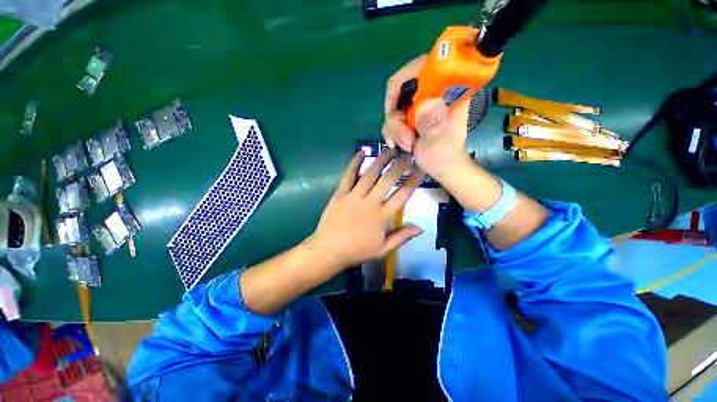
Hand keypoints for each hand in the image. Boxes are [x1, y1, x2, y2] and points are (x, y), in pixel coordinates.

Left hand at [308, 151, 423, 269]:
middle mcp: (370, 202)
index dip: (412, 182)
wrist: (329, 250)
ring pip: (370, 174)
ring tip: (389, 151)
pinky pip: (348, 176)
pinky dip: (354, 163)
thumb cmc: (357, 251)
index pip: (401, 196)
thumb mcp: (382, 250)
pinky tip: (361, 153)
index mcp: (382, 216)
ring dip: (381, 161)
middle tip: (407, 155)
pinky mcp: (340, 194)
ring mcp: (354, 196)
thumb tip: (421, 228)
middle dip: (399, 166)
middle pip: (387, 180)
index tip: (419, 171)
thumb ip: (402, 237)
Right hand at [382, 56, 470, 179]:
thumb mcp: (439, 143)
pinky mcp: (412, 115)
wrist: (441, 168)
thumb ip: (433, 125)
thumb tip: (427, 104)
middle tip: (405, 139)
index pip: (421, 67)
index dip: (401, 82)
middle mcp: (432, 92)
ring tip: (407, 146)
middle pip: (401, 89)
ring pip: (394, 107)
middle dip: (397, 118)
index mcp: (448, 90)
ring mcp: (420, 104)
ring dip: (395, 130)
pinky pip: (392, 118)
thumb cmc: (444, 156)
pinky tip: (398, 144)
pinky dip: (392, 133)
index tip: (394, 109)